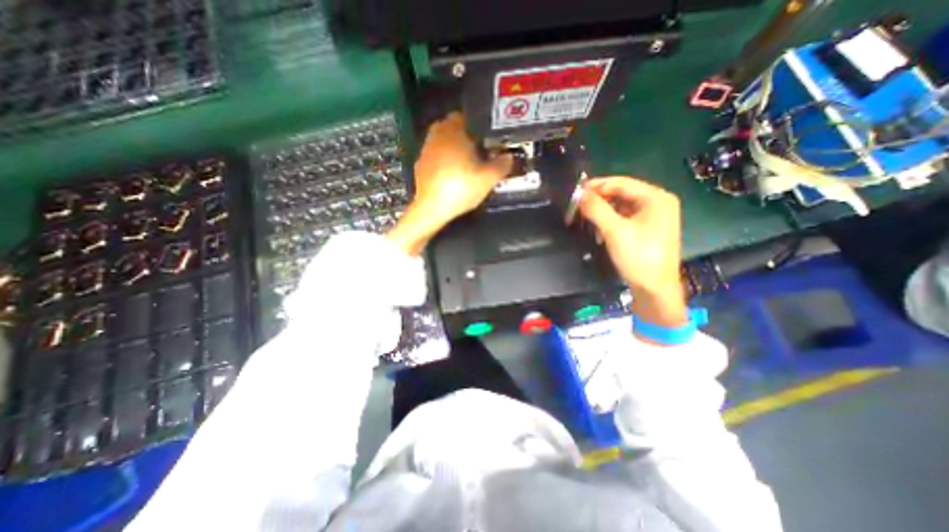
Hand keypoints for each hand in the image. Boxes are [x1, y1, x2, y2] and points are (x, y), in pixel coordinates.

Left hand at [384, 112, 511, 254]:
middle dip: (463, 134)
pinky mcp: (420, 164)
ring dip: (451, 145)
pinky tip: (450, 172)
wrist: (432, 208)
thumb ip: (502, 165)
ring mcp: (426, 150)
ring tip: (464, 161)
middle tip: (476, 148)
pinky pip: (434, 154)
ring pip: (441, 139)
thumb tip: (509, 157)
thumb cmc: (460, 189)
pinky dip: (441, 158)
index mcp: (454, 133)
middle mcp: (437, 136)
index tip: (484, 137)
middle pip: (451, 126)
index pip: (464, 116)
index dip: (476, 124)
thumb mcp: (488, 179)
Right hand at [579, 177, 690, 329]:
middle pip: (620, 194)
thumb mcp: (615, 231)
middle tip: (576, 208)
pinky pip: (623, 218)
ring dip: (601, 212)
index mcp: (655, 198)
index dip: (595, 186)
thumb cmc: (639, 257)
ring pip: (620, 207)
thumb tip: (578, 194)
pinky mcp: (646, 230)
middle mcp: (656, 203)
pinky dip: (608, 222)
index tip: (574, 193)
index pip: (620, 183)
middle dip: (597, 200)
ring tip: (584, 219)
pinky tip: (598, 230)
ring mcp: (652, 217)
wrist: (655, 290)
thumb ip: (596, 209)